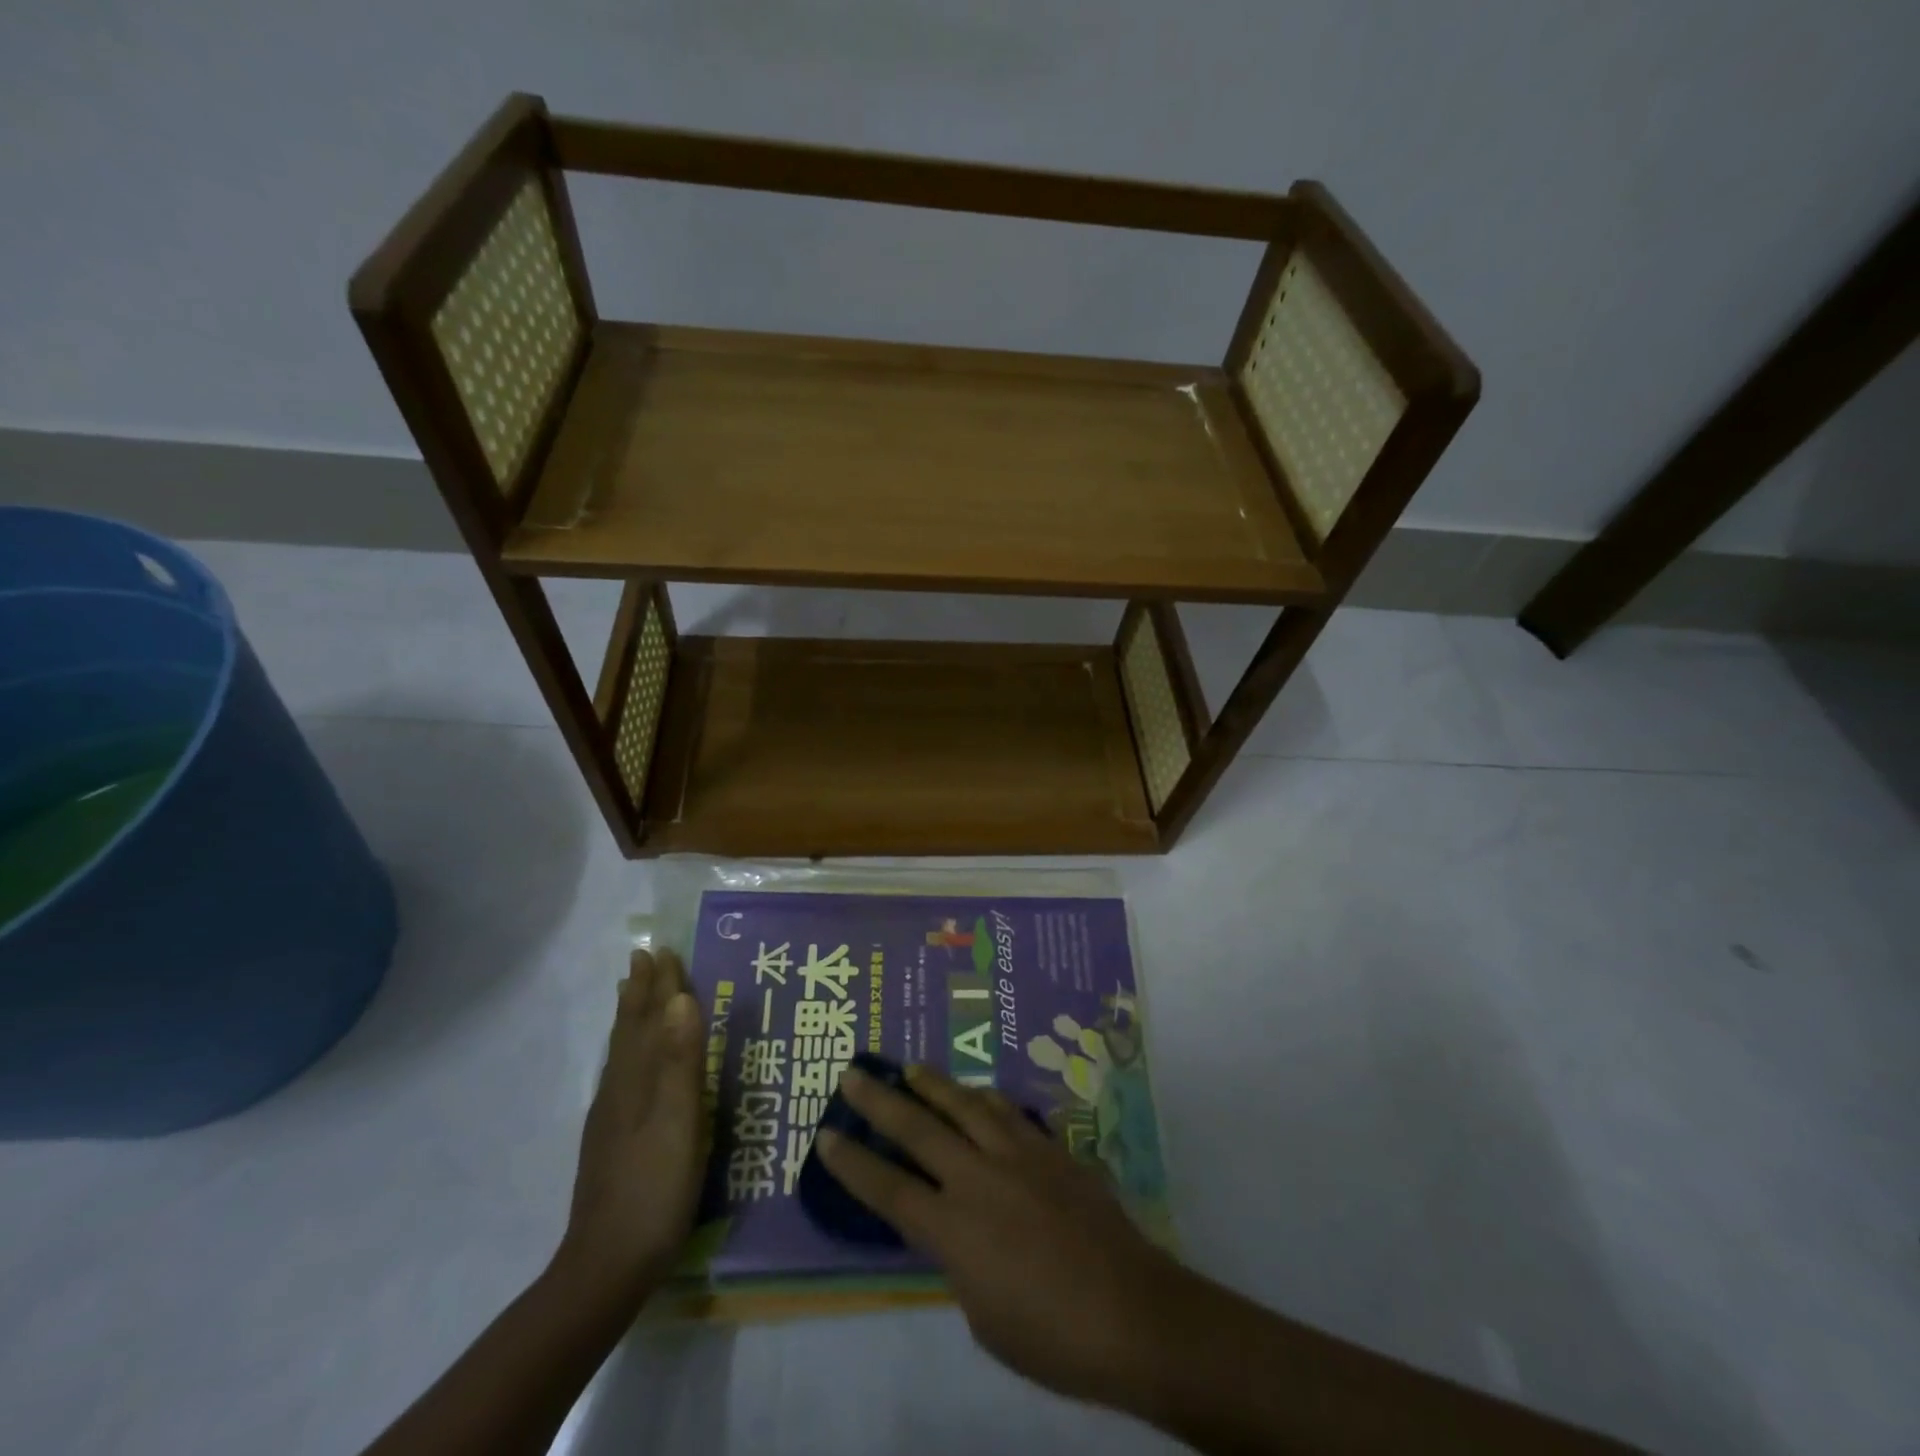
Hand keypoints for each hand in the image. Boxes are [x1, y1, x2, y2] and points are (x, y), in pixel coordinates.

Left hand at [558, 947, 705, 1301]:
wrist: (607, 1266)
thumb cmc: (655, 1187)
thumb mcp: (680, 1120)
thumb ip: (681, 1060)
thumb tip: (682, 998)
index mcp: (637, 1080)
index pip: (649, 1018)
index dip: (659, 985)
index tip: (663, 949)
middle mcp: (619, 1089)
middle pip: (629, 1029)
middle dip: (639, 992)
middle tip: (643, 958)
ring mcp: (611, 1117)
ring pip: (620, 1051)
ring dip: (629, 1017)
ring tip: (630, 993)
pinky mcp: (611, 1140)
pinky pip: (620, 1074)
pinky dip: (626, 1051)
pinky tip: (629, 1063)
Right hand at [817, 1064, 1183, 1406]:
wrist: (1131, 1312)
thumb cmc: (1051, 1337)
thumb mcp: (983, 1316)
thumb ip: (959, 1262)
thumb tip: (956, 1231)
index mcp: (954, 1230)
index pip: (889, 1190)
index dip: (853, 1163)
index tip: (826, 1135)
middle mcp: (979, 1179)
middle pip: (919, 1130)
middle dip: (880, 1101)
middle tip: (853, 1073)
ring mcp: (1018, 1156)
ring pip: (966, 1105)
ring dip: (933, 1084)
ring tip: (910, 1067)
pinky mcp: (1051, 1149)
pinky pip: (1008, 1113)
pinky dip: (984, 1099)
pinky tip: (977, 1093)